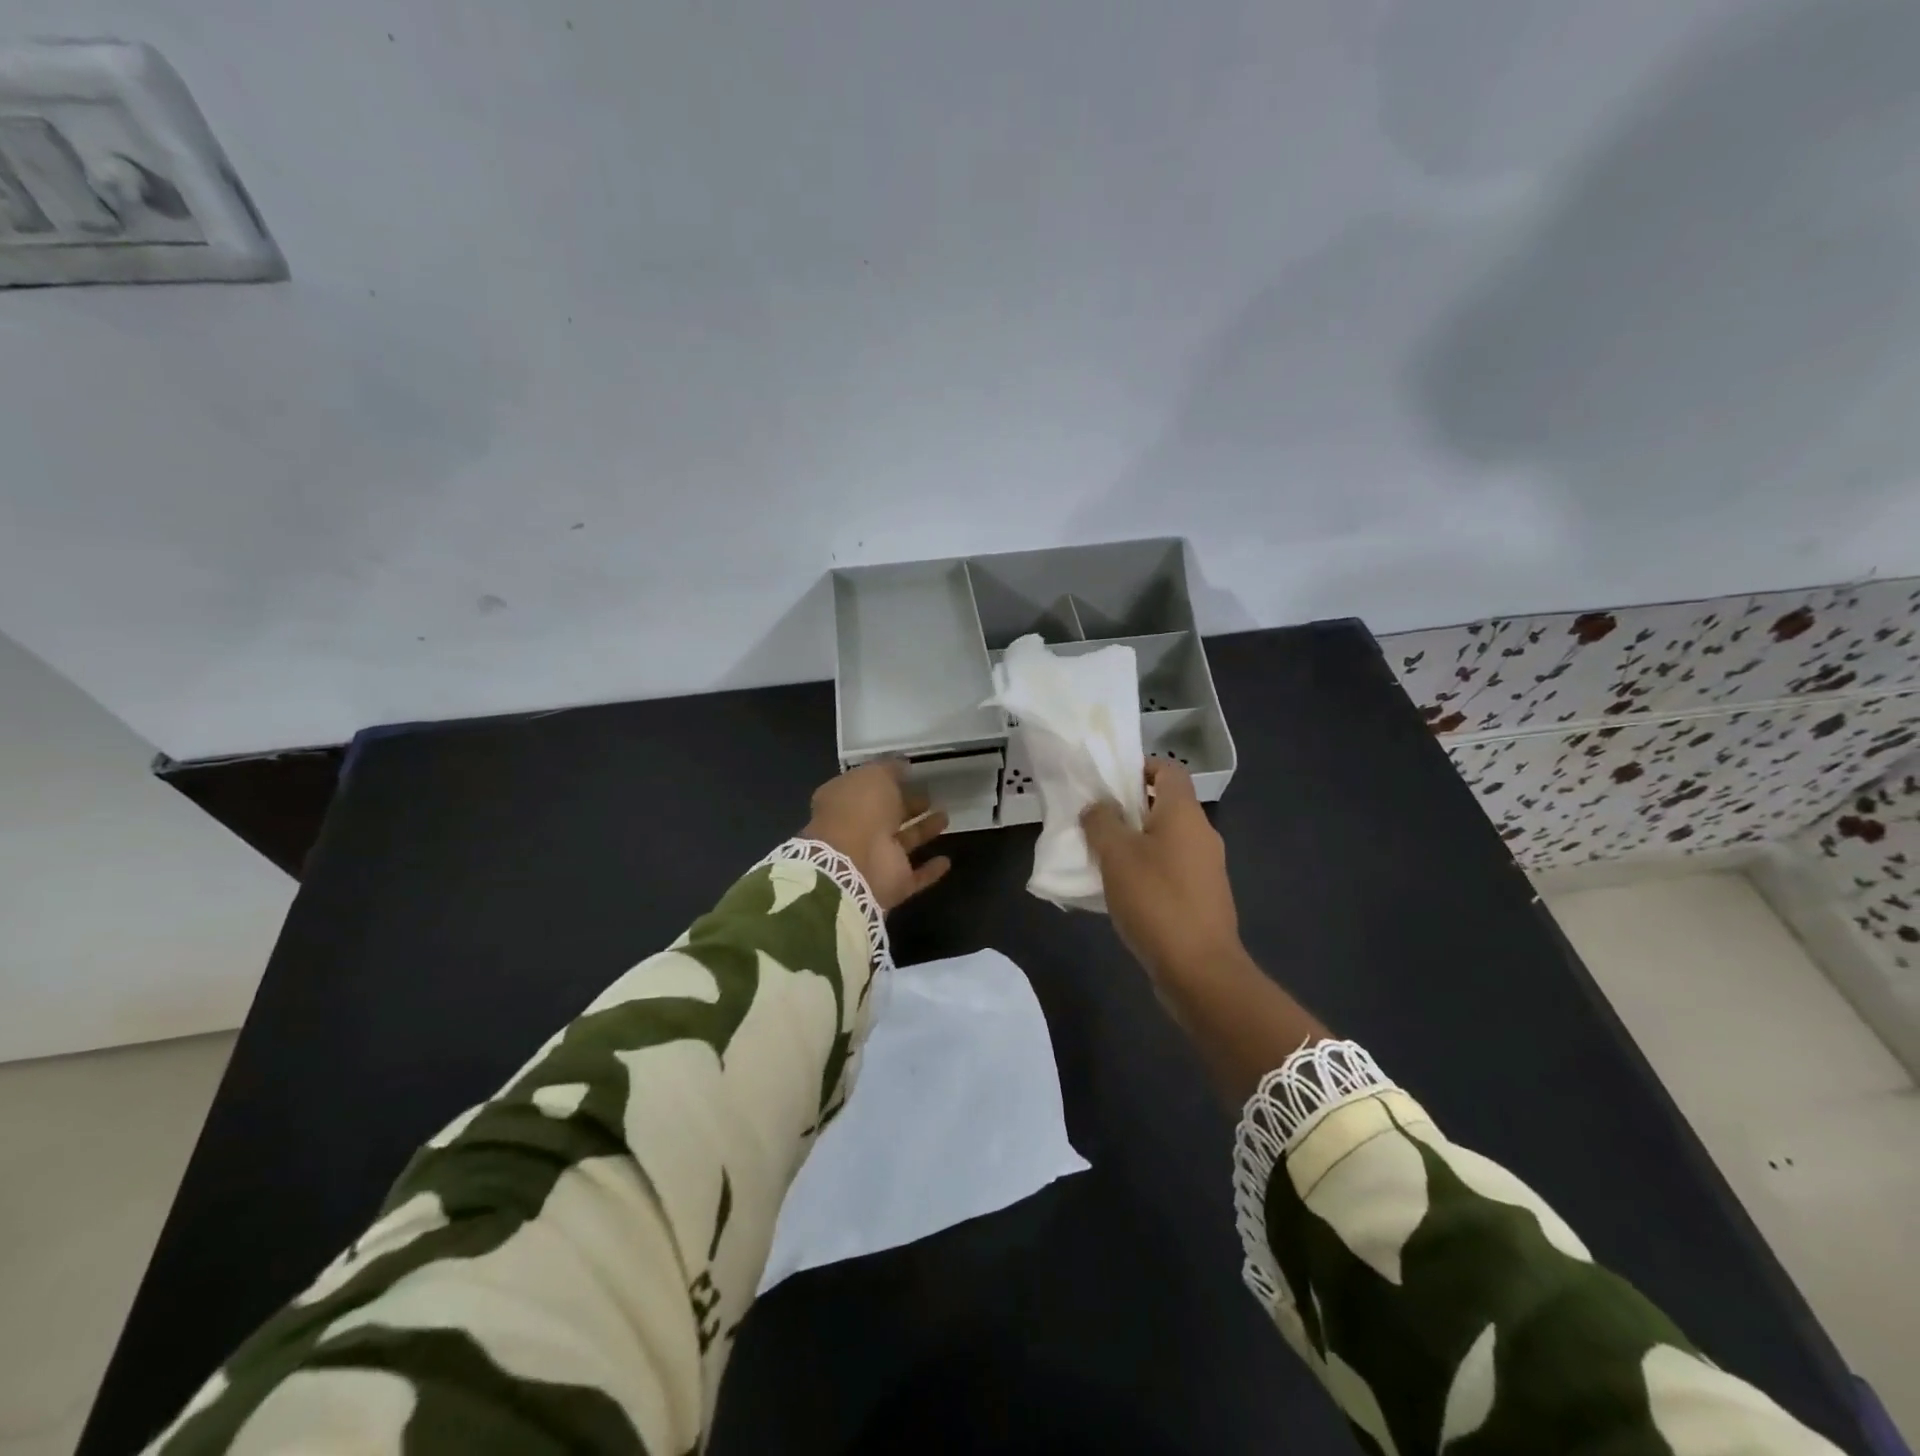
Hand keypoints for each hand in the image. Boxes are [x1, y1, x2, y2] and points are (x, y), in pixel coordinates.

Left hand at [804, 759, 950, 911]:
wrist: (856, 864)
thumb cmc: (860, 810)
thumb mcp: (874, 775)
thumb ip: (889, 769)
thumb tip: (902, 766)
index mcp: (845, 802)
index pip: (865, 788)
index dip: (885, 780)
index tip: (908, 773)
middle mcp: (858, 829)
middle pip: (886, 815)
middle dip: (907, 805)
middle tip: (930, 795)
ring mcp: (875, 858)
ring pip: (904, 841)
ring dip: (923, 830)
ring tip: (945, 816)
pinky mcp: (894, 883)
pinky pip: (915, 875)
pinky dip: (930, 870)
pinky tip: (946, 861)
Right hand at [1081, 759, 1244, 988]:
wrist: (1199, 970)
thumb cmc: (1156, 900)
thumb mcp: (1116, 856)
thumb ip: (1102, 822)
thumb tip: (1097, 806)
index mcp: (1184, 814)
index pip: (1168, 769)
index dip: (1140, 767)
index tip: (1108, 781)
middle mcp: (1201, 834)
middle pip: (1165, 805)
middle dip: (1128, 809)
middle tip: (1093, 821)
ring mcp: (1205, 868)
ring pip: (1165, 840)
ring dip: (1134, 843)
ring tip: (1100, 857)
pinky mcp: (1202, 898)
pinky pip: (1169, 869)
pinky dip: (1146, 870)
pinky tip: (1120, 891)